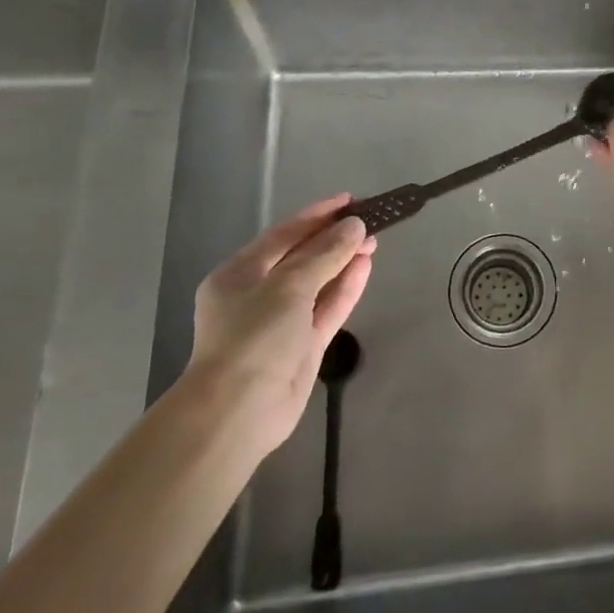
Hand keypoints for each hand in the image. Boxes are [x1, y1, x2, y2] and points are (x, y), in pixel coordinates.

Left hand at [187, 194, 374, 461]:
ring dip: (344, 260)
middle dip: (334, 238)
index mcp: (239, 273)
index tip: (350, 200)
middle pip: (302, 256)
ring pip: (319, 281)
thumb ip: (325, 254)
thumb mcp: (289, 286)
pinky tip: (365, 267)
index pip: (284, 234)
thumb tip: (355, 227)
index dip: (317, 214)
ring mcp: (282, 320)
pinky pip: (327, 307)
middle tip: (369, 221)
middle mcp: (258, 293)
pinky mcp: (303, 344)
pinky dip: (346, 287)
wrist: (239, 412)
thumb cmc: (254, 337)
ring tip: (374, 241)